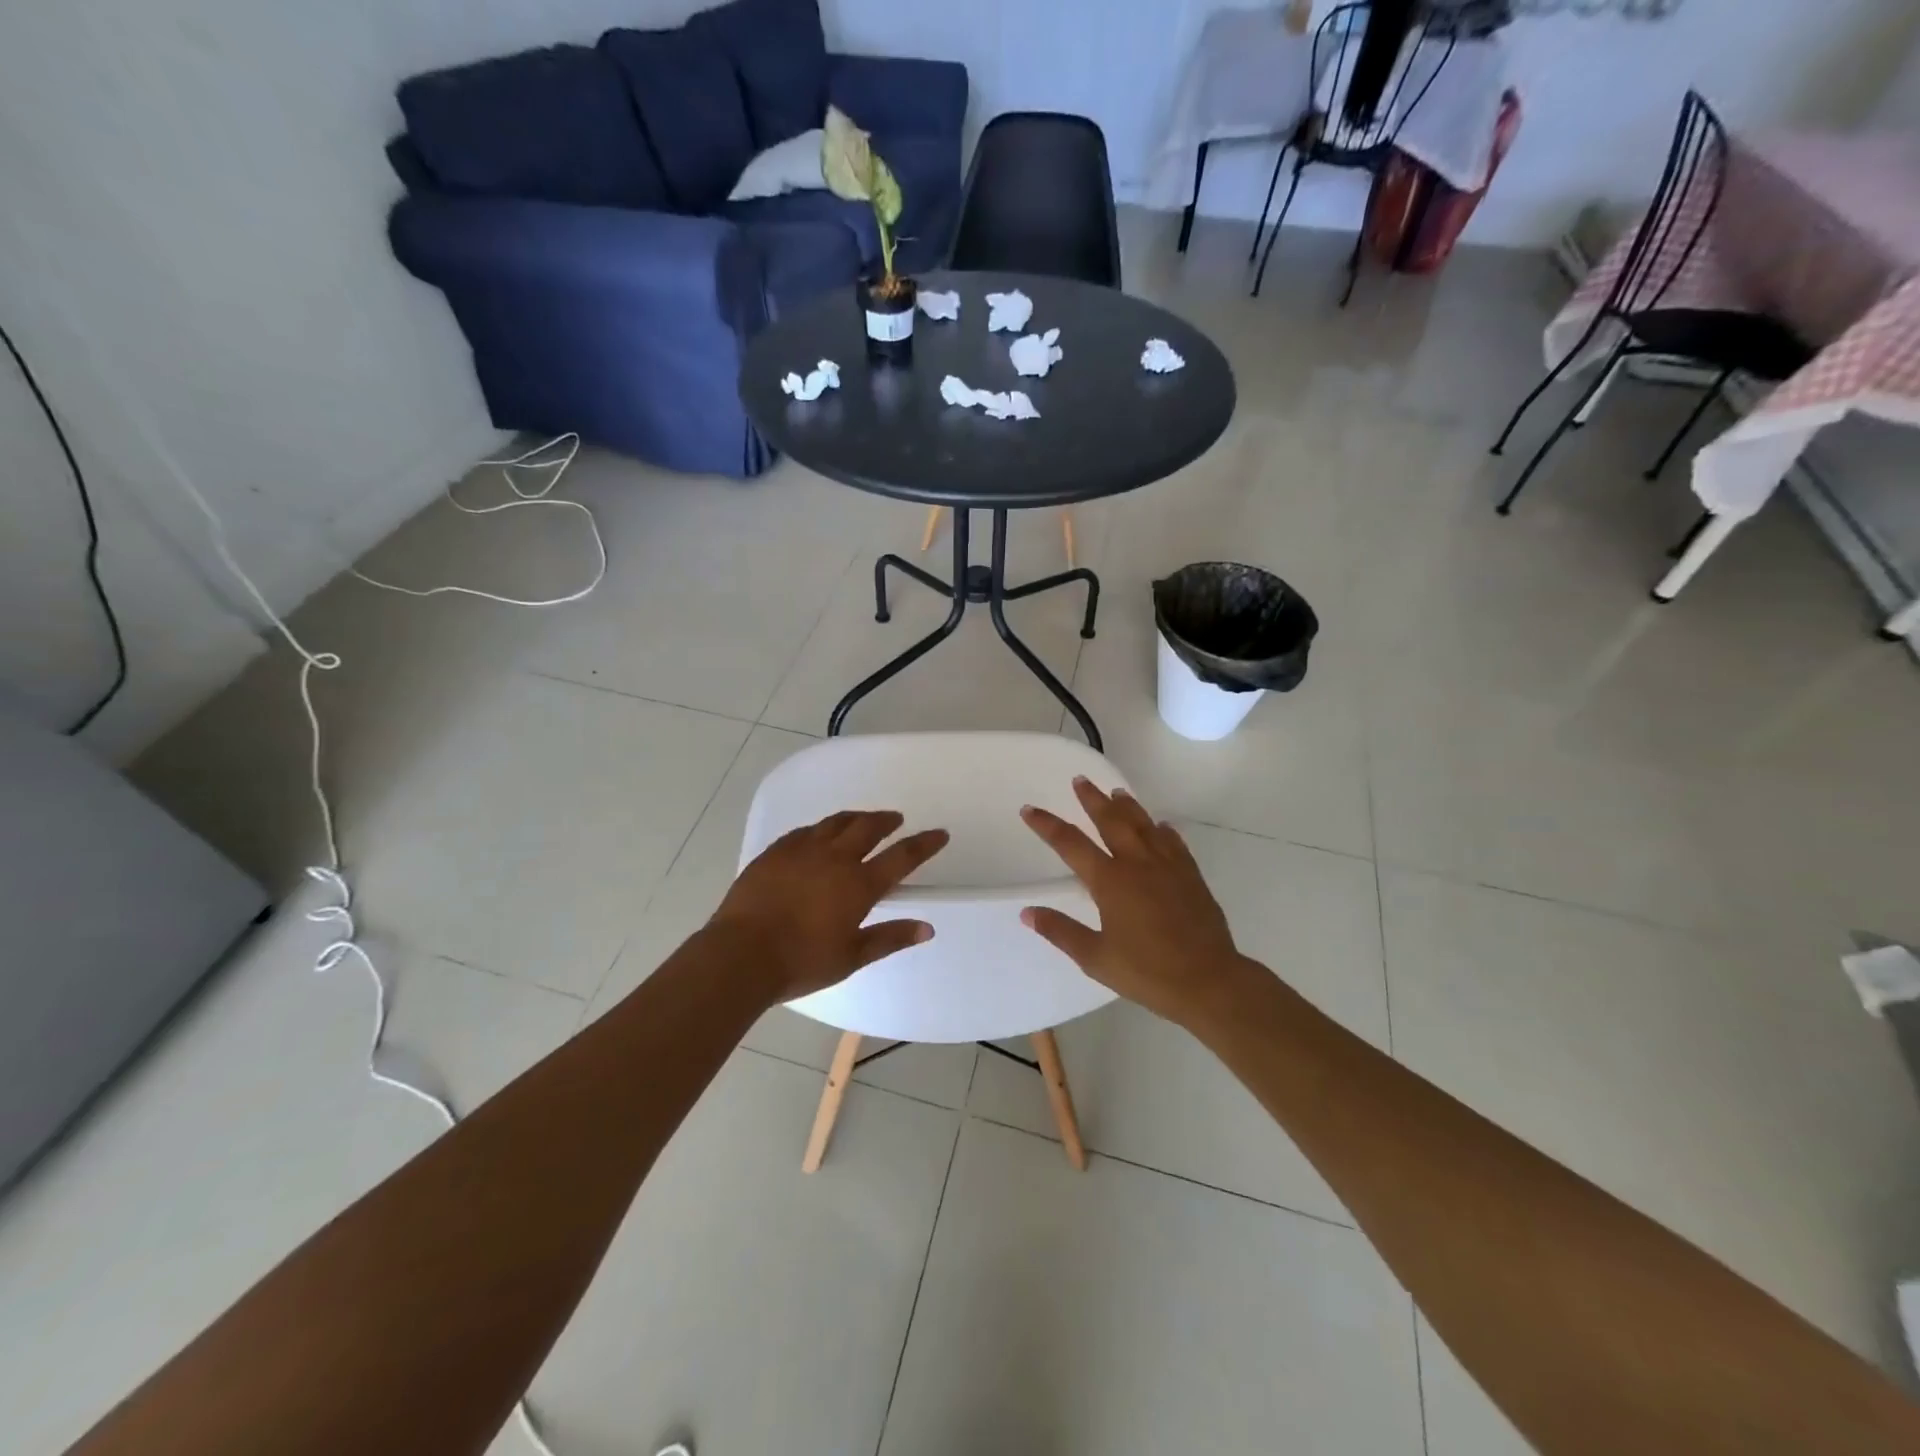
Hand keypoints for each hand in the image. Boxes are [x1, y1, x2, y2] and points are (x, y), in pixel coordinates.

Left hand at [711, 810, 948, 1001]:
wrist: (741, 954)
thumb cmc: (801, 962)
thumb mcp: (852, 956)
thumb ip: (890, 938)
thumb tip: (927, 928)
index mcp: (859, 884)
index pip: (902, 857)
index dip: (924, 844)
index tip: (940, 834)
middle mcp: (835, 858)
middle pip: (868, 827)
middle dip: (886, 821)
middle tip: (896, 819)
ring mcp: (802, 851)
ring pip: (836, 823)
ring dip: (855, 818)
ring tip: (863, 820)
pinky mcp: (775, 852)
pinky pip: (805, 831)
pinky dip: (821, 829)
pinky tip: (819, 835)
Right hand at [1019, 779, 1254, 1030]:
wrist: (1209, 980)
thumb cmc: (1147, 972)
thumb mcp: (1095, 957)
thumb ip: (1060, 931)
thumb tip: (1027, 912)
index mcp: (1109, 881)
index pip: (1070, 844)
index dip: (1047, 825)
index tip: (1029, 809)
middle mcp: (1137, 864)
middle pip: (1110, 821)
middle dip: (1092, 800)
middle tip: (1080, 780)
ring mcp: (1167, 866)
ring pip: (1144, 825)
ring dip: (1127, 806)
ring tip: (1116, 792)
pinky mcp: (1190, 876)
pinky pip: (1173, 842)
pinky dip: (1162, 830)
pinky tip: (1160, 826)